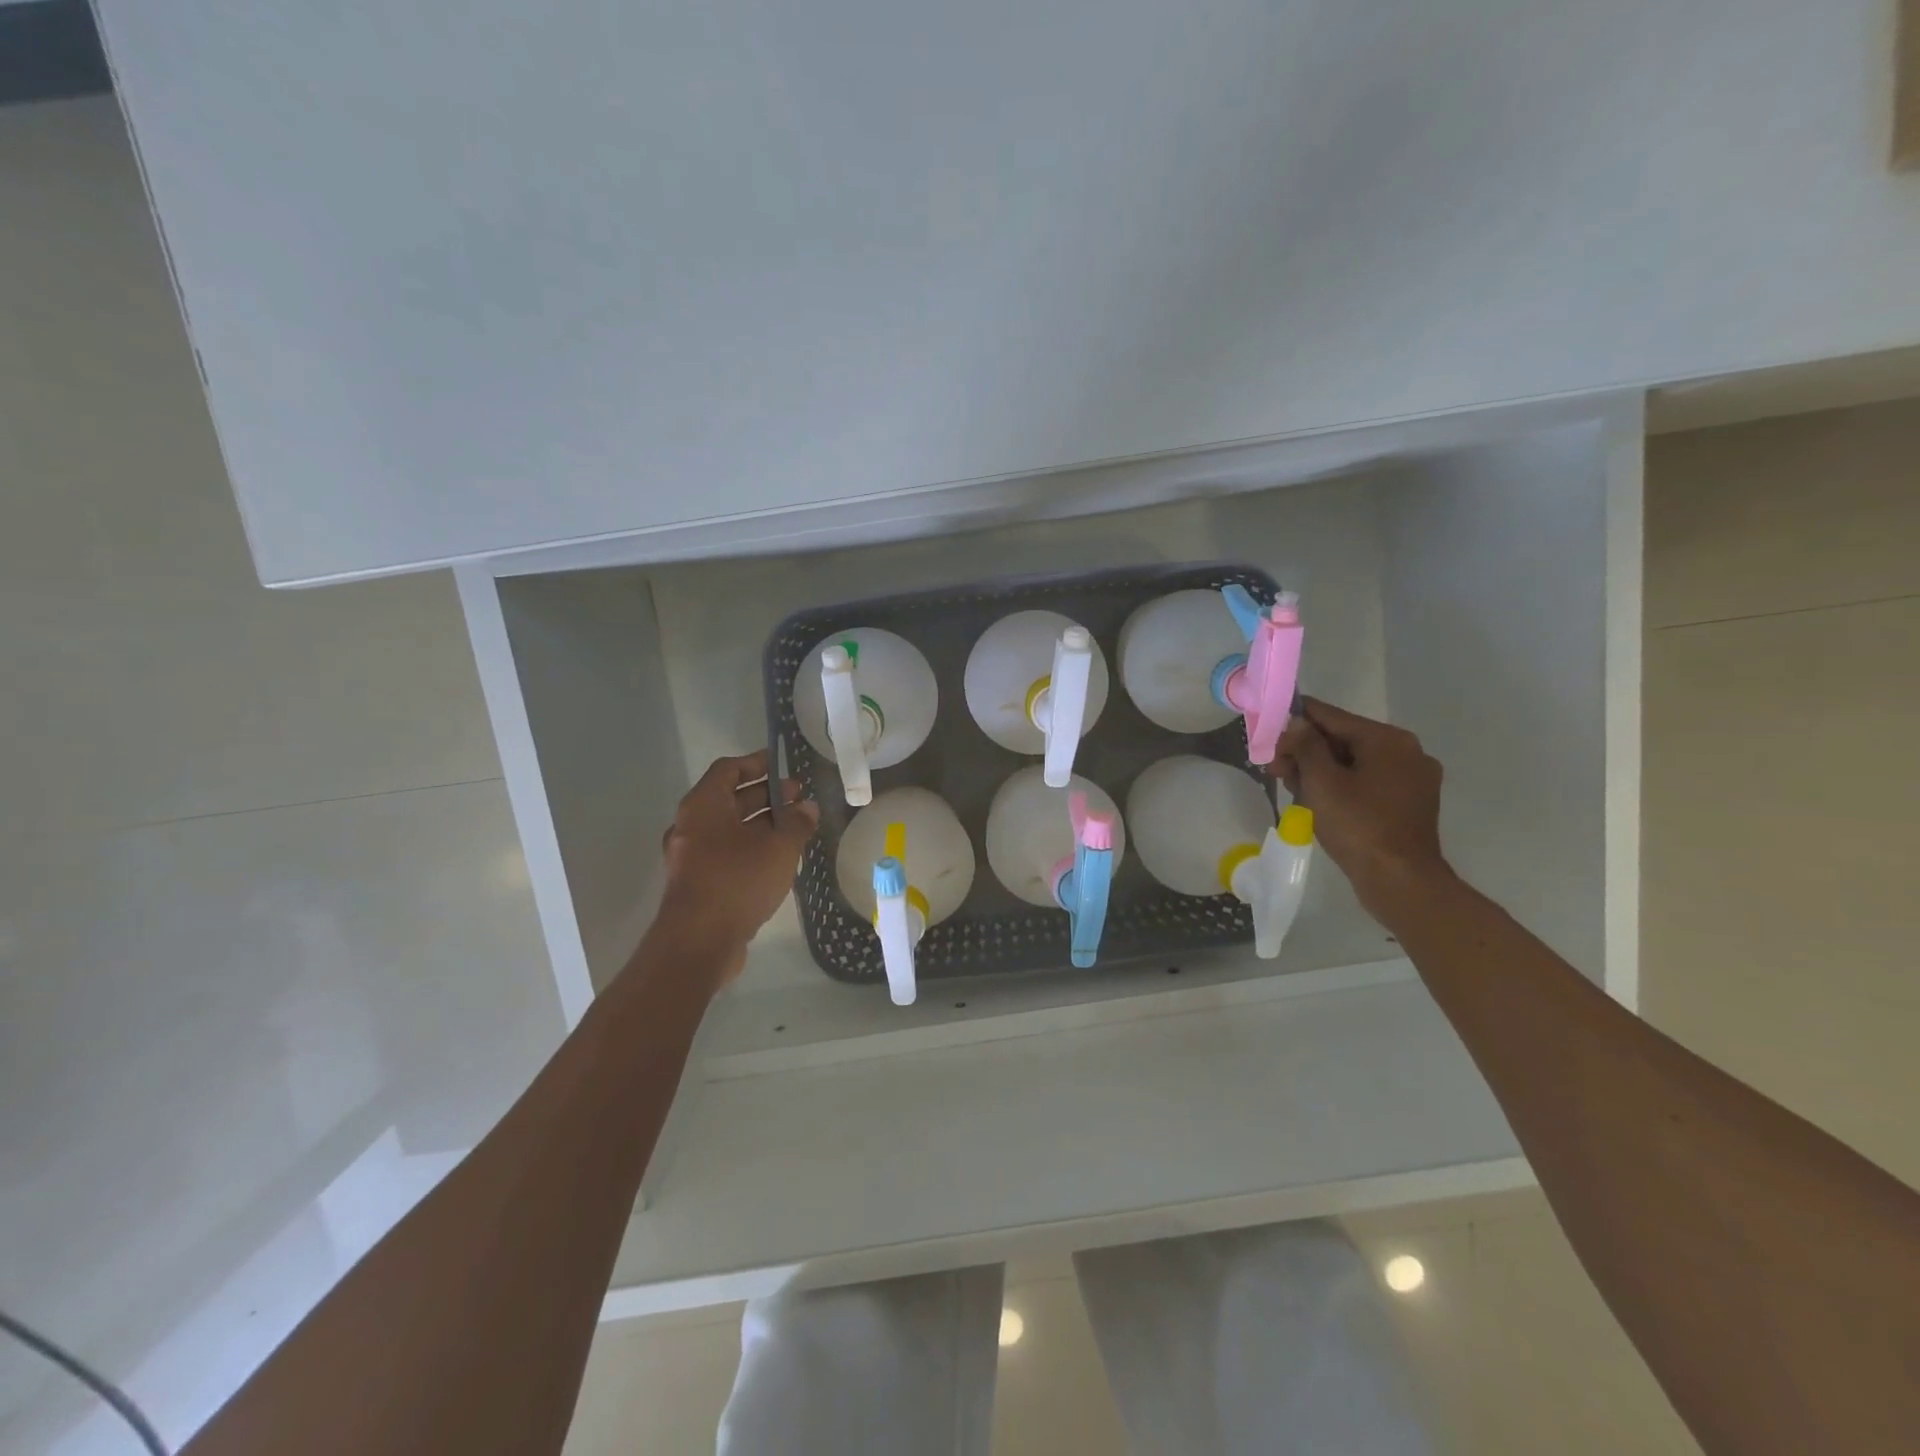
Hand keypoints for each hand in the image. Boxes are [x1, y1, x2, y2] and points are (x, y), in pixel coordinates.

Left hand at [654, 750, 818, 984]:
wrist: (699, 943)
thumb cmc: (737, 881)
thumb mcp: (779, 847)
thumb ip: (797, 823)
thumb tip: (808, 808)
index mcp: (703, 806)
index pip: (729, 770)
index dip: (756, 764)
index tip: (782, 765)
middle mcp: (691, 826)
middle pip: (730, 799)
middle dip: (766, 795)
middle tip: (799, 797)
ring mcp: (692, 856)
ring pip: (730, 829)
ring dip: (762, 824)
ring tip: (796, 827)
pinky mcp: (698, 883)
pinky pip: (727, 853)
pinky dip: (751, 847)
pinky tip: (779, 858)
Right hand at [1273, 698, 1450, 922]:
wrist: (1400, 881)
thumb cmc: (1358, 825)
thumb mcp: (1322, 781)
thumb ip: (1306, 745)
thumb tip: (1297, 723)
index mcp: (1388, 740)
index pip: (1332, 717)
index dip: (1296, 721)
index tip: (1268, 731)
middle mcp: (1406, 752)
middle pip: (1343, 740)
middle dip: (1306, 752)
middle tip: (1275, 769)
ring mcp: (1412, 780)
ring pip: (1354, 763)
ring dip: (1320, 771)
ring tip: (1292, 788)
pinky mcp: (1409, 804)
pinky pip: (1367, 783)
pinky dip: (1341, 787)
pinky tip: (1318, 802)